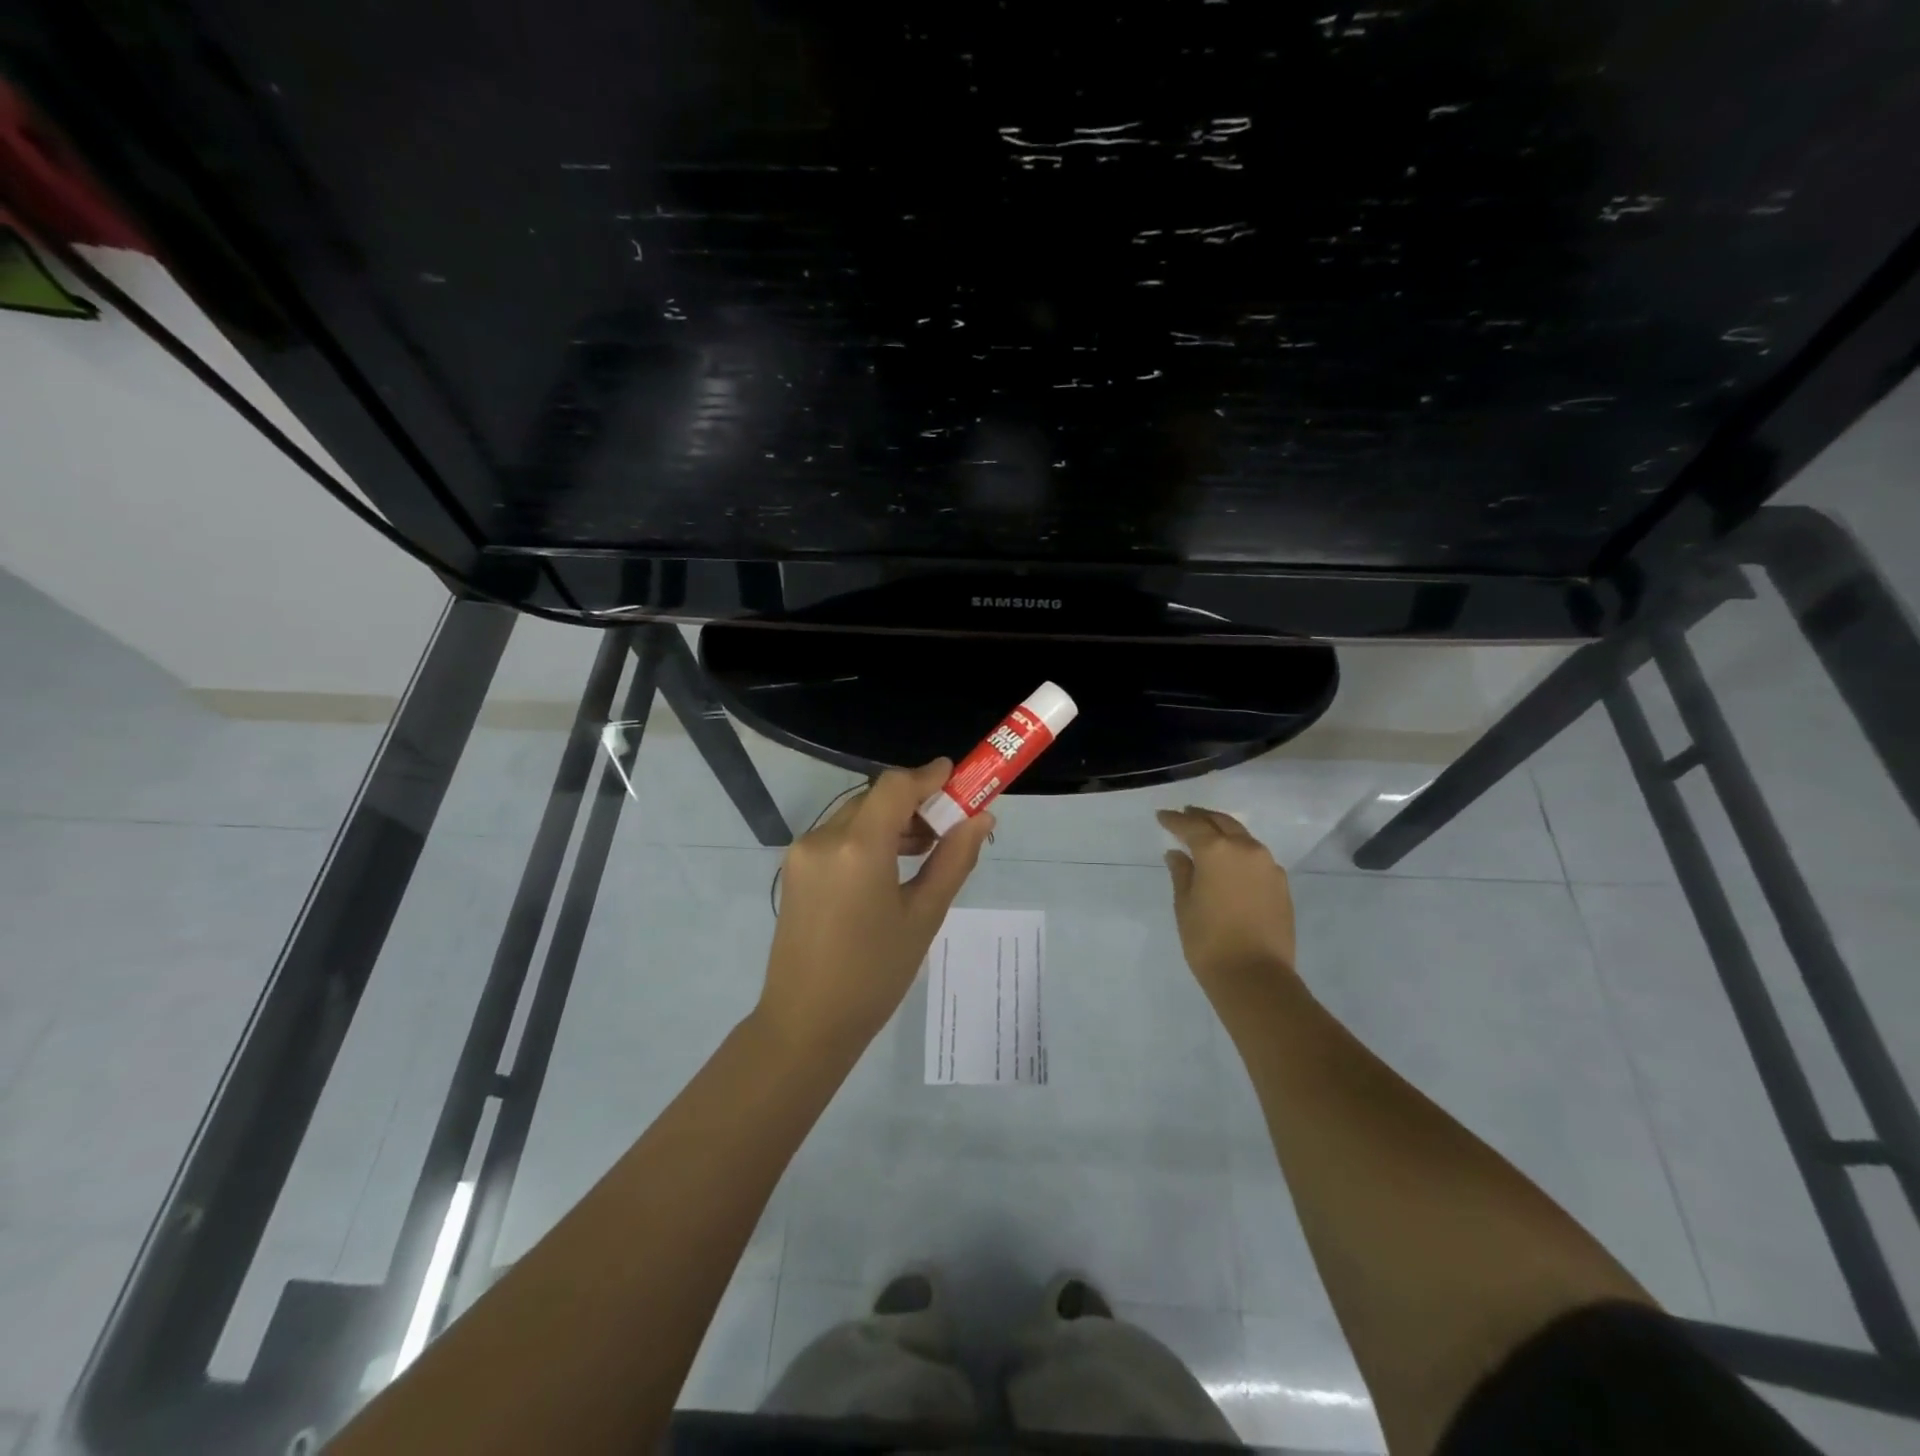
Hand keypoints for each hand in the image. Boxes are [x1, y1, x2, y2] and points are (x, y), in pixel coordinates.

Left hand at [757, 760, 993, 1057]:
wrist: (806, 1024)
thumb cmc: (875, 975)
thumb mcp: (924, 916)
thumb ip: (954, 859)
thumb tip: (981, 817)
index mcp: (857, 848)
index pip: (895, 786)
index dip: (928, 776)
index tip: (958, 778)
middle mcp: (823, 838)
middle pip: (875, 798)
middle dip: (914, 802)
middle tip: (949, 825)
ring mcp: (802, 853)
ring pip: (855, 815)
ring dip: (890, 820)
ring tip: (924, 849)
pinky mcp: (794, 869)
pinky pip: (837, 836)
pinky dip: (867, 837)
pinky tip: (890, 865)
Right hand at [1157, 806, 1298, 1014]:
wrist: (1255, 976)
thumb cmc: (1208, 940)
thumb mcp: (1185, 904)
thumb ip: (1182, 873)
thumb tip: (1178, 854)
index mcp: (1217, 850)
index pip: (1191, 825)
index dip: (1174, 820)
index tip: (1161, 816)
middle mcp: (1246, 849)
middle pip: (1222, 822)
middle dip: (1202, 817)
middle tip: (1185, 815)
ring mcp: (1268, 865)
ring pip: (1243, 837)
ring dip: (1224, 832)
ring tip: (1207, 835)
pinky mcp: (1281, 884)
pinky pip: (1256, 857)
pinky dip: (1240, 852)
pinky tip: (1230, 863)